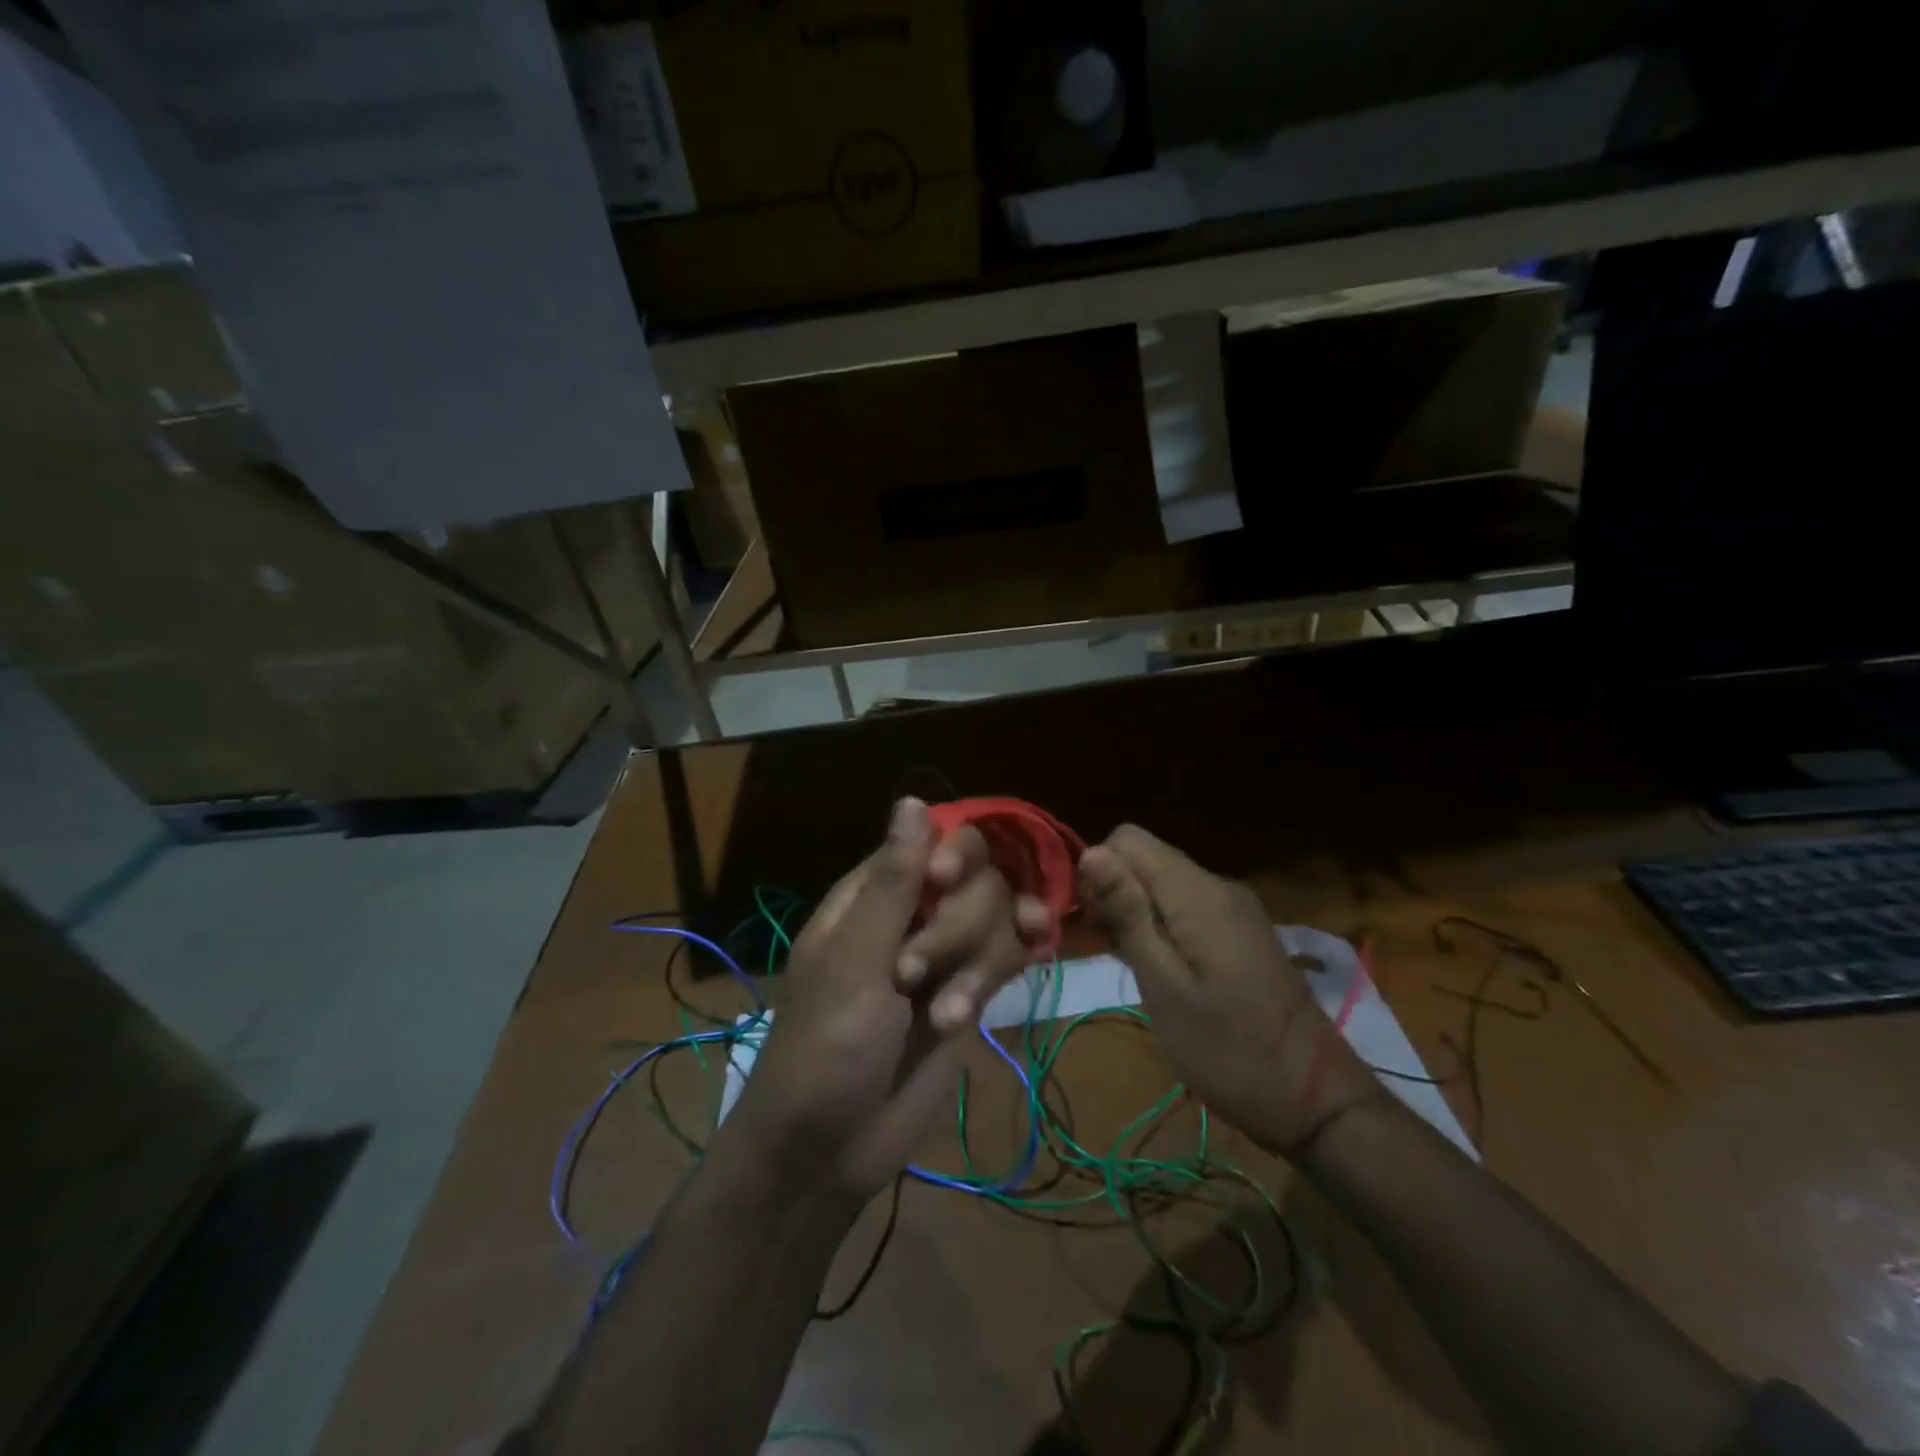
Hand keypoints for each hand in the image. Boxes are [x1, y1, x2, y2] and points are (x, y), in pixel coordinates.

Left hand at [728, 797, 1045, 1200]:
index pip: (935, 839)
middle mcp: (914, 914)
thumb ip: (893, 882)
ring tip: (946, 1018)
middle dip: (958, 927)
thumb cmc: (825, 1048)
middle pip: (976, 880)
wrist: (831, 1149)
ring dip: (979, 965)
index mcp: (873, 894)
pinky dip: (1004, 969)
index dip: (951, 856)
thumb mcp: (854, 961)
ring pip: (996, 919)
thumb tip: (912, 799)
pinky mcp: (968, 992)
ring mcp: (945, 954)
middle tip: (915, 976)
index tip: (944, 885)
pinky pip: (1006, 957)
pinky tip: (1011, 981)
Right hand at [1079, 825, 1386, 1157]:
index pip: (1127, 839)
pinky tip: (1156, 969)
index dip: (1098, 870)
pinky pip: (1186, 907)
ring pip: (1163, 883)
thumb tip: (1091, 851)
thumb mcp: (1165, 986)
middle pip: (1145, 859)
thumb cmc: (1228, 1049)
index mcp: (1198, 893)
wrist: (1315, 1099)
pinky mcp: (1241, 931)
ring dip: (1134, 913)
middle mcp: (1218, 886)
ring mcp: (1234, 908)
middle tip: (1106, 950)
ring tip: (1126, 965)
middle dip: (1113, 893)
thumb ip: (1129, 914)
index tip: (1090, 922)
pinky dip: (1161, 927)